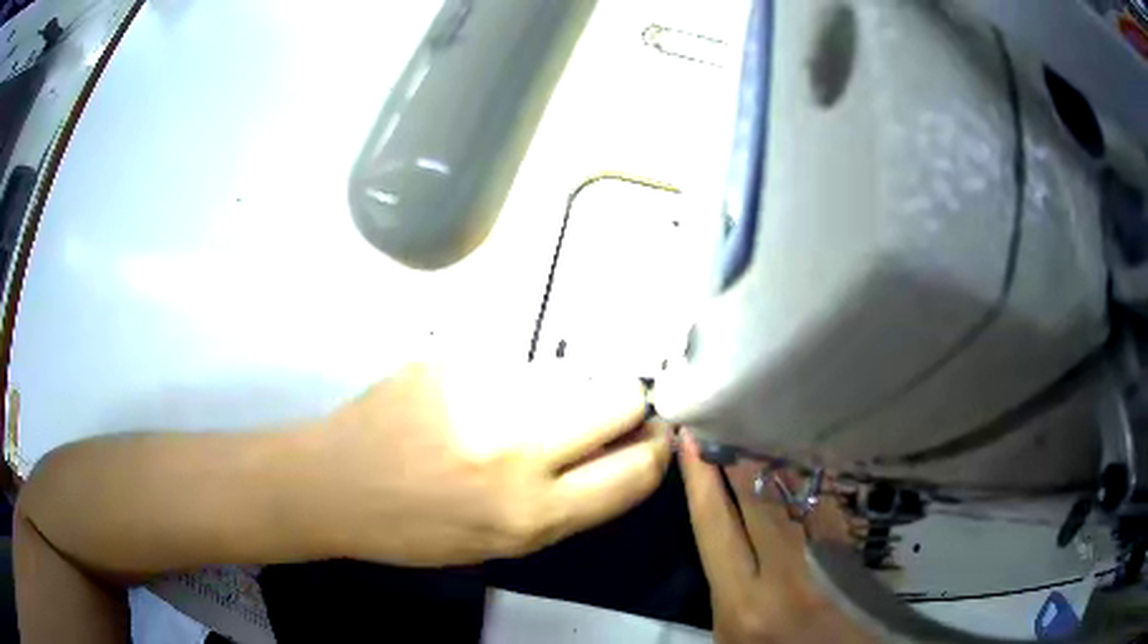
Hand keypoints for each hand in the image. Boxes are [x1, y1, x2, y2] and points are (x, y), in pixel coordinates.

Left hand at [305, 363, 670, 565]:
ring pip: (570, 375)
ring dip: (563, 395)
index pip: (635, 471)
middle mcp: (518, 449)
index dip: (656, 450)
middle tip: (601, 415)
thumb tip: (623, 456)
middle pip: (621, 398)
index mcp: (532, 514)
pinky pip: (515, 364)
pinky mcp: (454, 358)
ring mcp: (483, 392)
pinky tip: (472, 402)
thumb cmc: (417, 529)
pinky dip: (512, 383)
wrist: (336, 483)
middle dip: (626, 405)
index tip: (653, 438)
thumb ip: (570, 502)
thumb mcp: (503, 543)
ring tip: (514, 414)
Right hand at [678, 431, 872, 642]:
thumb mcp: (728, 633)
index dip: (700, 478)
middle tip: (722, 413)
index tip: (690, 439)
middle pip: (757, 496)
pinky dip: (805, 475)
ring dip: (772, 456)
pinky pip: (822, 500)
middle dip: (737, 452)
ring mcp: (822, 555)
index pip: (714, 525)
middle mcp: (784, 572)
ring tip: (756, 421)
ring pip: (794, 492)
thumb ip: (722, 587)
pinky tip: (795, 455)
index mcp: (742, 600)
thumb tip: (720, 531)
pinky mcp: (849, 549)